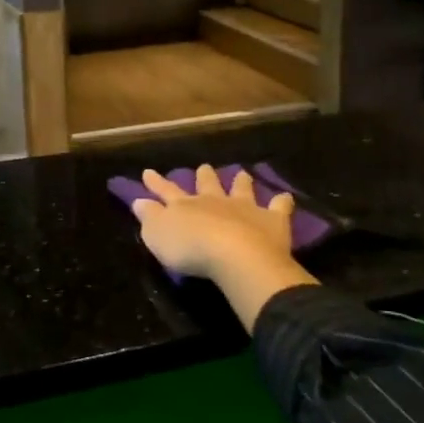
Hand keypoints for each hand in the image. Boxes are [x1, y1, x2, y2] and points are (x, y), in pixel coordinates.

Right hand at [131, 166, 315, 332]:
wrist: (235, 255)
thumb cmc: (190, 248)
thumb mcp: (157, 235)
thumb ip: (149, 217)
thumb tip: (138, 201)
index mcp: (184, 206)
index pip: (166, 191)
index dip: (156, 182)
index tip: (148, 171)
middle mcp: (214, 201)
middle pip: (208, 184)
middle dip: (204, 176)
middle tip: (204, 167)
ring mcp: (244, 208)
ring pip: (242, 188)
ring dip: (241, 181)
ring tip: (242, 173)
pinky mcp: (271, 220)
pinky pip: (278, 206)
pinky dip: (281, 201)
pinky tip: (285, 197)